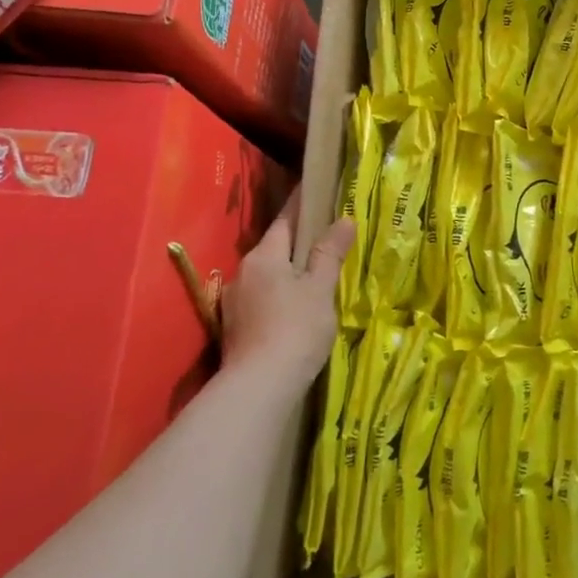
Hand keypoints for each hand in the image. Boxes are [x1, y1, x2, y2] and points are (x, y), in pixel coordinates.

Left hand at [219, 185, 354, 392]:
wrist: (259, 387)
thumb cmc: (295, 329)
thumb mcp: (320, 288)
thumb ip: (330, 253)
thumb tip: (344, 219)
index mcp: (264, 256)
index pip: (285, 220)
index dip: (301, 205)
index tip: (314, 190)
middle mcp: (243, 273)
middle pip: (274, 249)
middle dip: (297, 244)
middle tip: (325, 241)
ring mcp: (235, 303)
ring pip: (267, 277)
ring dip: (287, 274)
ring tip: (313, 280)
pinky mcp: (234, 329)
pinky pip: (261, 301)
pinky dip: (279, 298)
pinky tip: (294, 312)